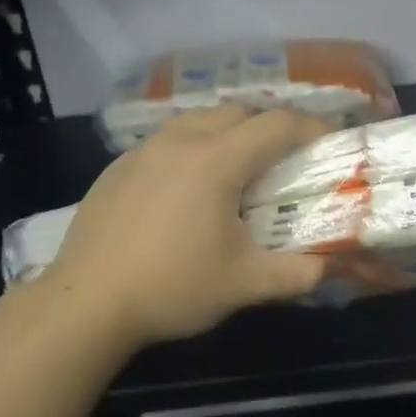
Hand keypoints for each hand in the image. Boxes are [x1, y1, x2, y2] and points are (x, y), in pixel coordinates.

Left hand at [44, 105, 330, 348]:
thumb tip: (328, 270)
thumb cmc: (172, 287)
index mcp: (216, 160)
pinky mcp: (118, 166)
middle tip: (284, 160)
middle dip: (268, 127)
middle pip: (237, 112)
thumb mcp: (244, 285)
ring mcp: (144, 150)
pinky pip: (167, 140)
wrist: (86, 303)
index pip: (277, 125)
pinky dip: (192, 148)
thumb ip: (296, 274)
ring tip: (237, 170)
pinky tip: (187, 189)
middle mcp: (181, 141)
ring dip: (228, 133)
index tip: (329, 142)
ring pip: (198, 121)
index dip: (310, 128)